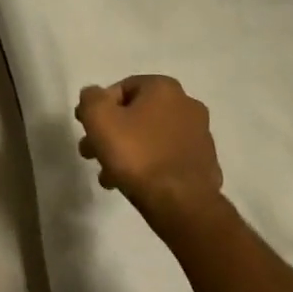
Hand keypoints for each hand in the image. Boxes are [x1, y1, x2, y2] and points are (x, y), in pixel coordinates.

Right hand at [75, 75, 224, 233]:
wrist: (181, 203)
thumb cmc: (137, 154)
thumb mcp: (99, 119)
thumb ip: (90, 99)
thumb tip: (93, 95)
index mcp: (164, 88)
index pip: (122, 89)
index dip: (99, 108)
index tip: (87, 130)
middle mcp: (187, 104)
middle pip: (137, 115)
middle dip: (112, 134)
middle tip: (92, 154)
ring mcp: (200, 136)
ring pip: (152, 139)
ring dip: (128, 152)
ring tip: (109, 177)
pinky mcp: (205, 164)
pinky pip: (168, 159)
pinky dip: (150, 166)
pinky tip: (134, 184)